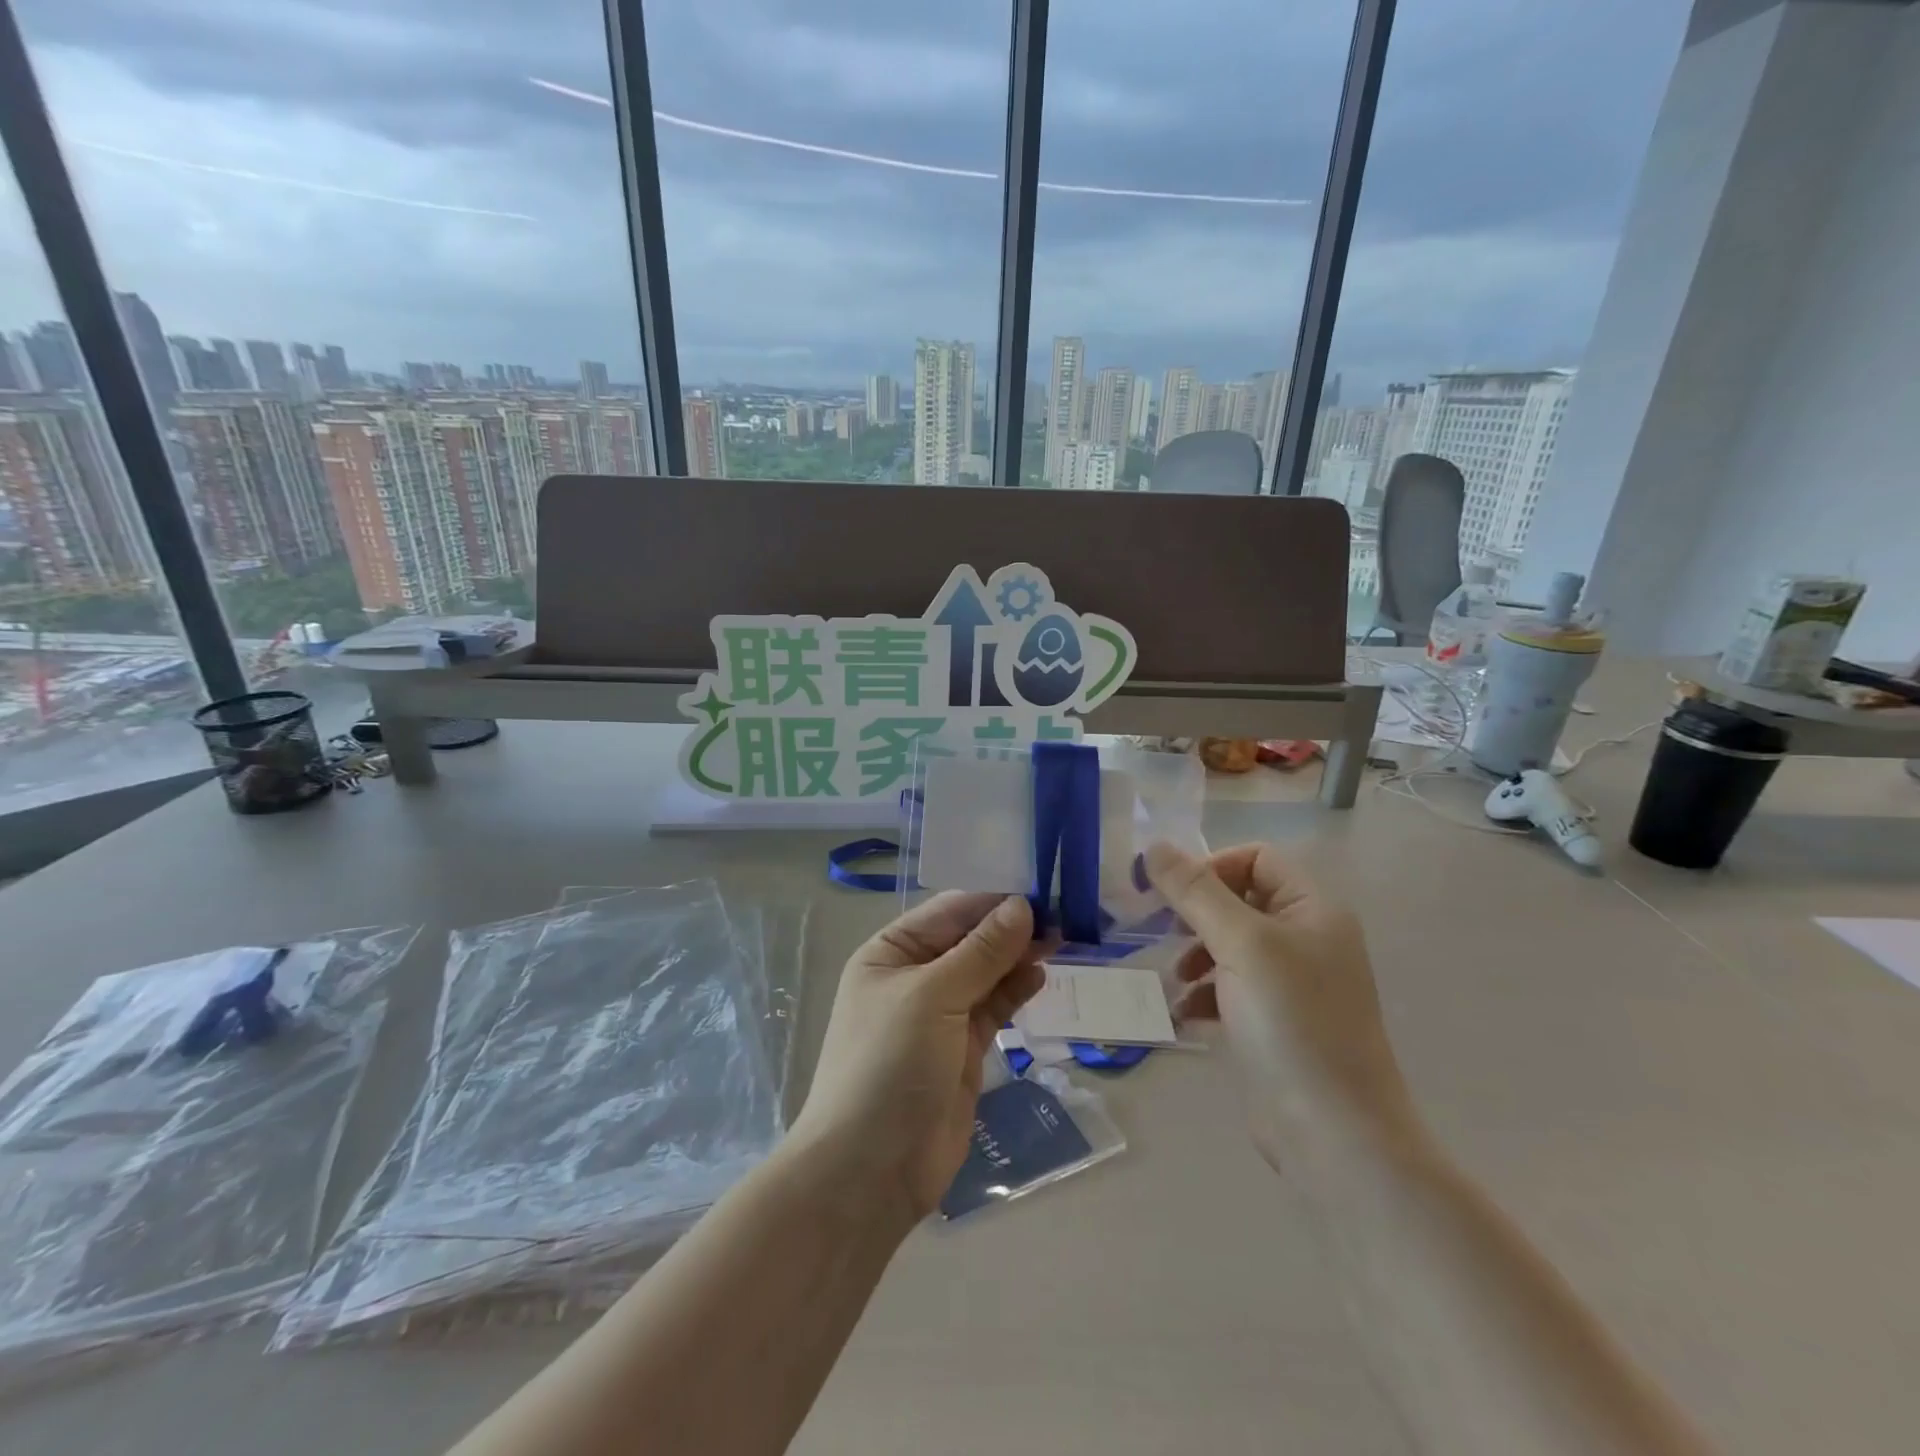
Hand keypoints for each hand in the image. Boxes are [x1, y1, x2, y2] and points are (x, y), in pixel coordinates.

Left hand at [791, 894, 1046, 1223]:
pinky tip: (1041, 976)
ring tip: (1060, 941)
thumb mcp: (933, 997)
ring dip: (1017, 957)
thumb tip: (1023, 906)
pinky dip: (1015, 991)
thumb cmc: (889, 1065)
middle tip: (1063, 916)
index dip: (993, 899)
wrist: (871, 1170)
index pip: (949, 911)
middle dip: (1010, 928)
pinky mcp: (962, 1049)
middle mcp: (914, 977)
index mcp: (890, 952)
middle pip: (969, 940)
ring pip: (985, 973)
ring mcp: (939, 1015)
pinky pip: (992, 1008)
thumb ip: (981, 952)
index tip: (1042, 889)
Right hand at [1145, 842, 1422, 1161]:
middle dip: (1197, 915)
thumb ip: (1194, 892)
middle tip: (1164, 933)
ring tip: (1177, 981)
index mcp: (1313, 909)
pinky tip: (1189, 1015)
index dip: (1212, 867)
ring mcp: (1294, 984)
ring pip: (1231, 945)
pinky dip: (1207, 993)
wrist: (1334, 1133)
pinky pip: (1232, 987)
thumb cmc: (1291, 1022)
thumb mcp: (1239, 944)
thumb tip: (1153, 847)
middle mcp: (1308, 939)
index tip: (1173, 895)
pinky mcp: (1277, 1023)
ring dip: (1197, 955)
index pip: (1257, 858)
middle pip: (1240, 901)